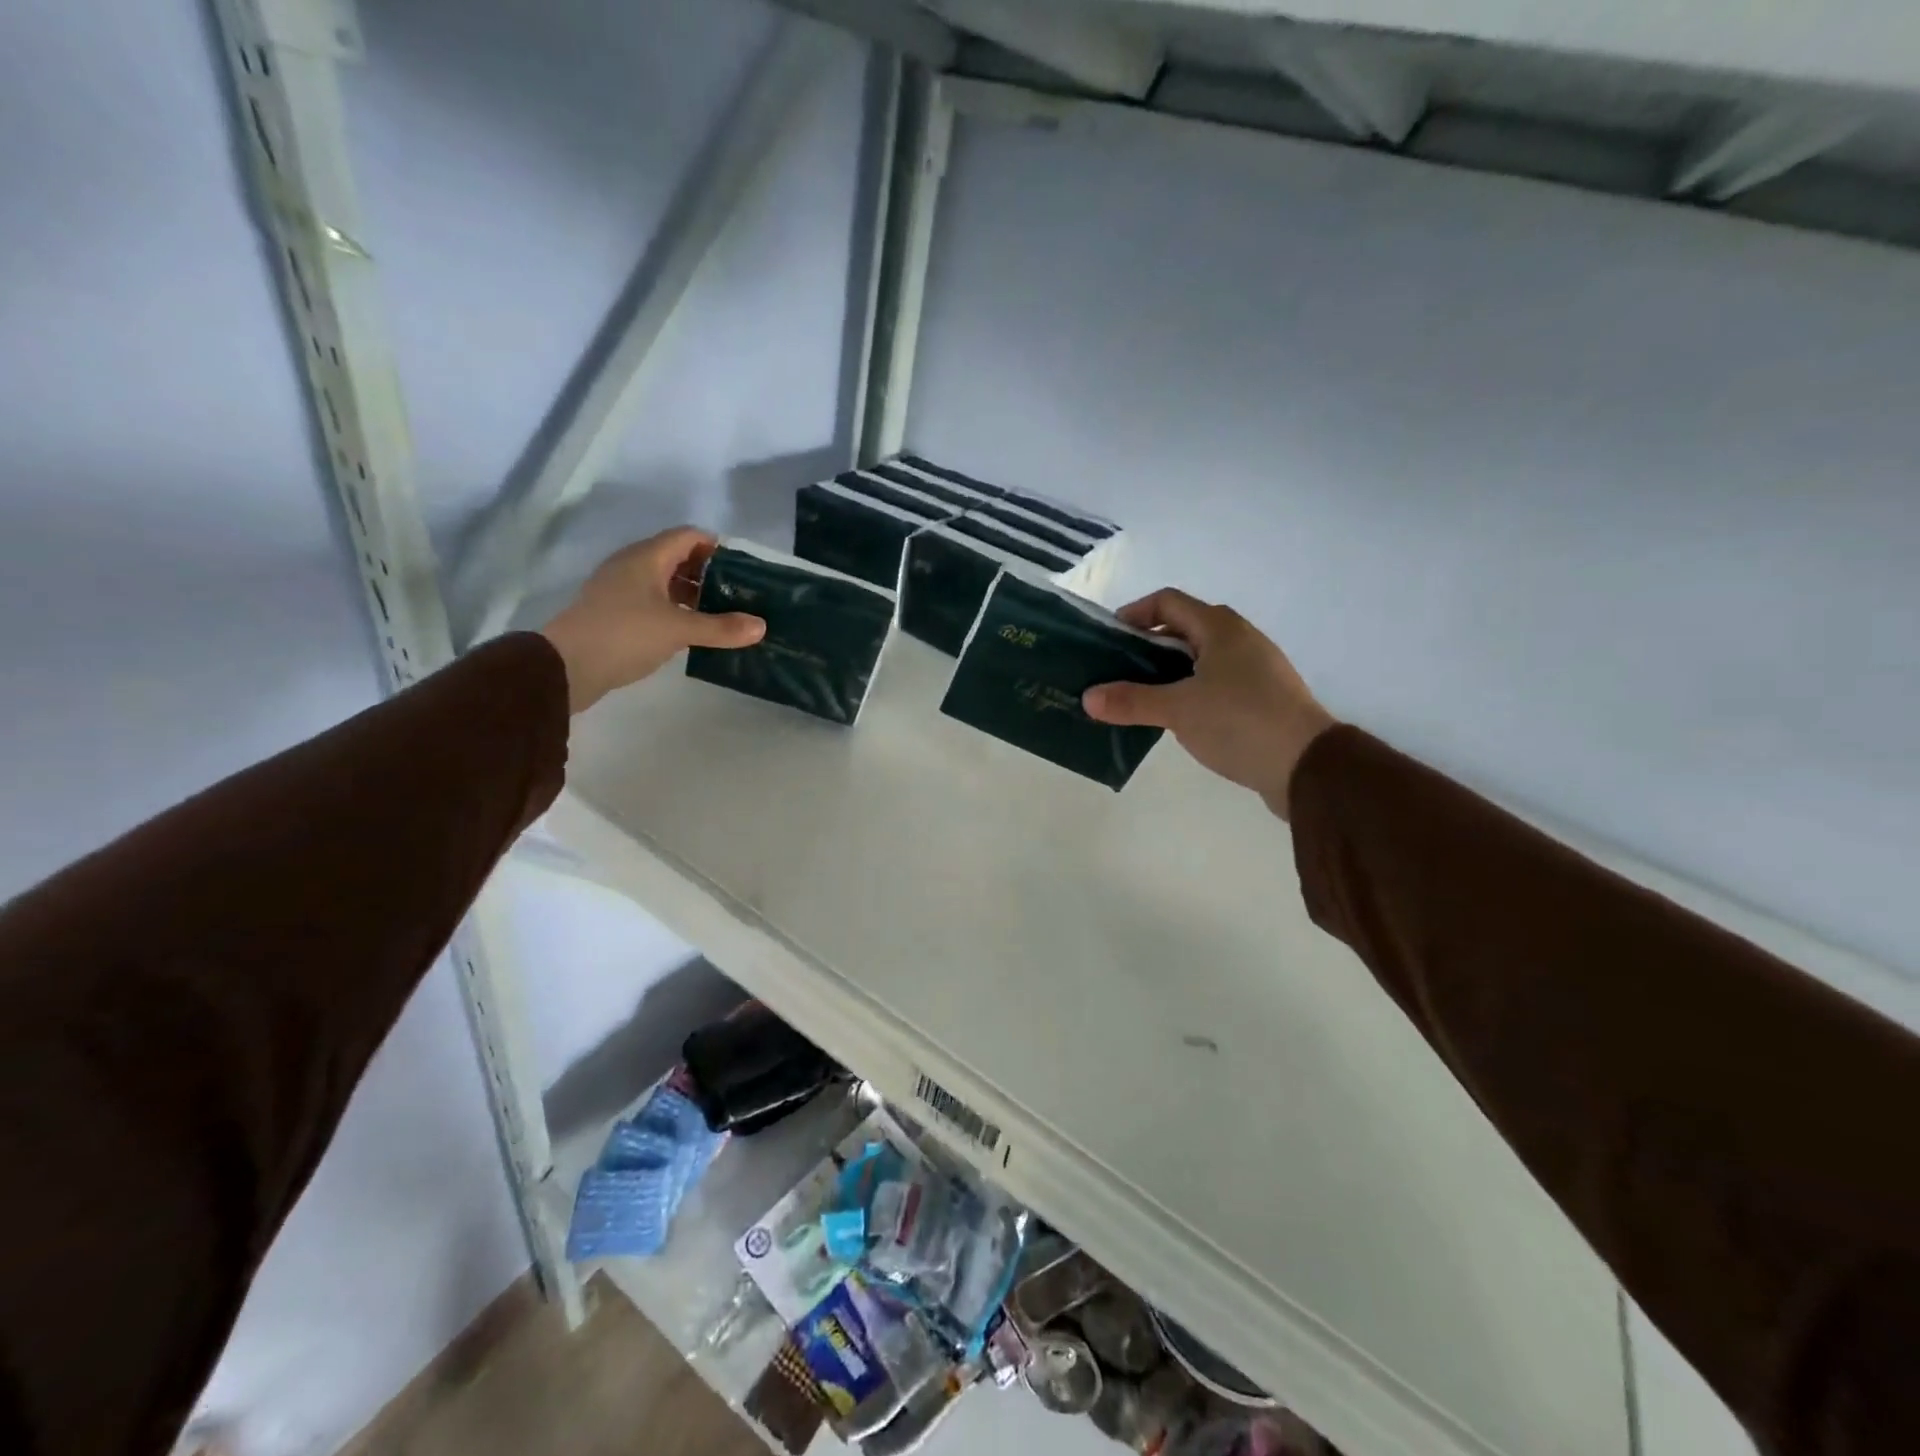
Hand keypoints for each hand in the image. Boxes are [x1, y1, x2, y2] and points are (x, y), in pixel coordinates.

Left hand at [539, 528, 763, 712]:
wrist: (566, 666)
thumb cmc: (625, 635)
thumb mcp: (679, 630)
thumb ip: (721, 628)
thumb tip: (761, 626)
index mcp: (646, 558)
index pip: (688, 536)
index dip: (716, 547)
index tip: (743, 568)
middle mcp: (632, 566)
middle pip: (676, 557)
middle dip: (708, 572)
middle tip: (737, 594)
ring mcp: (619, 590)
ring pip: (664, 581)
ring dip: (692, 593)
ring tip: (721, 614)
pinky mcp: (614, 613)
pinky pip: (652, 601)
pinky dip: (674, 609)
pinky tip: (691, 630)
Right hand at [1082, 589, 1335, 817]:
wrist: (1308, 765)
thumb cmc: (1240, 722)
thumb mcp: (1178, 710)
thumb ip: (1131, 701)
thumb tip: (1088, 697)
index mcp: (1219, 628)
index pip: (1167, 602)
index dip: (1134, 614)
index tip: (1108, 640)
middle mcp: (1239, 639)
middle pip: (1182, 629)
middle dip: (1145, 647)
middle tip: (1115, 672)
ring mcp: (1254, 669)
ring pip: (1199, 659)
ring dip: (1166, 673)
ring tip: (1138, 698)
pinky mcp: (1261, 698)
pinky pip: (1215, 683)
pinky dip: (1189, 692)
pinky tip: (1175, 719)